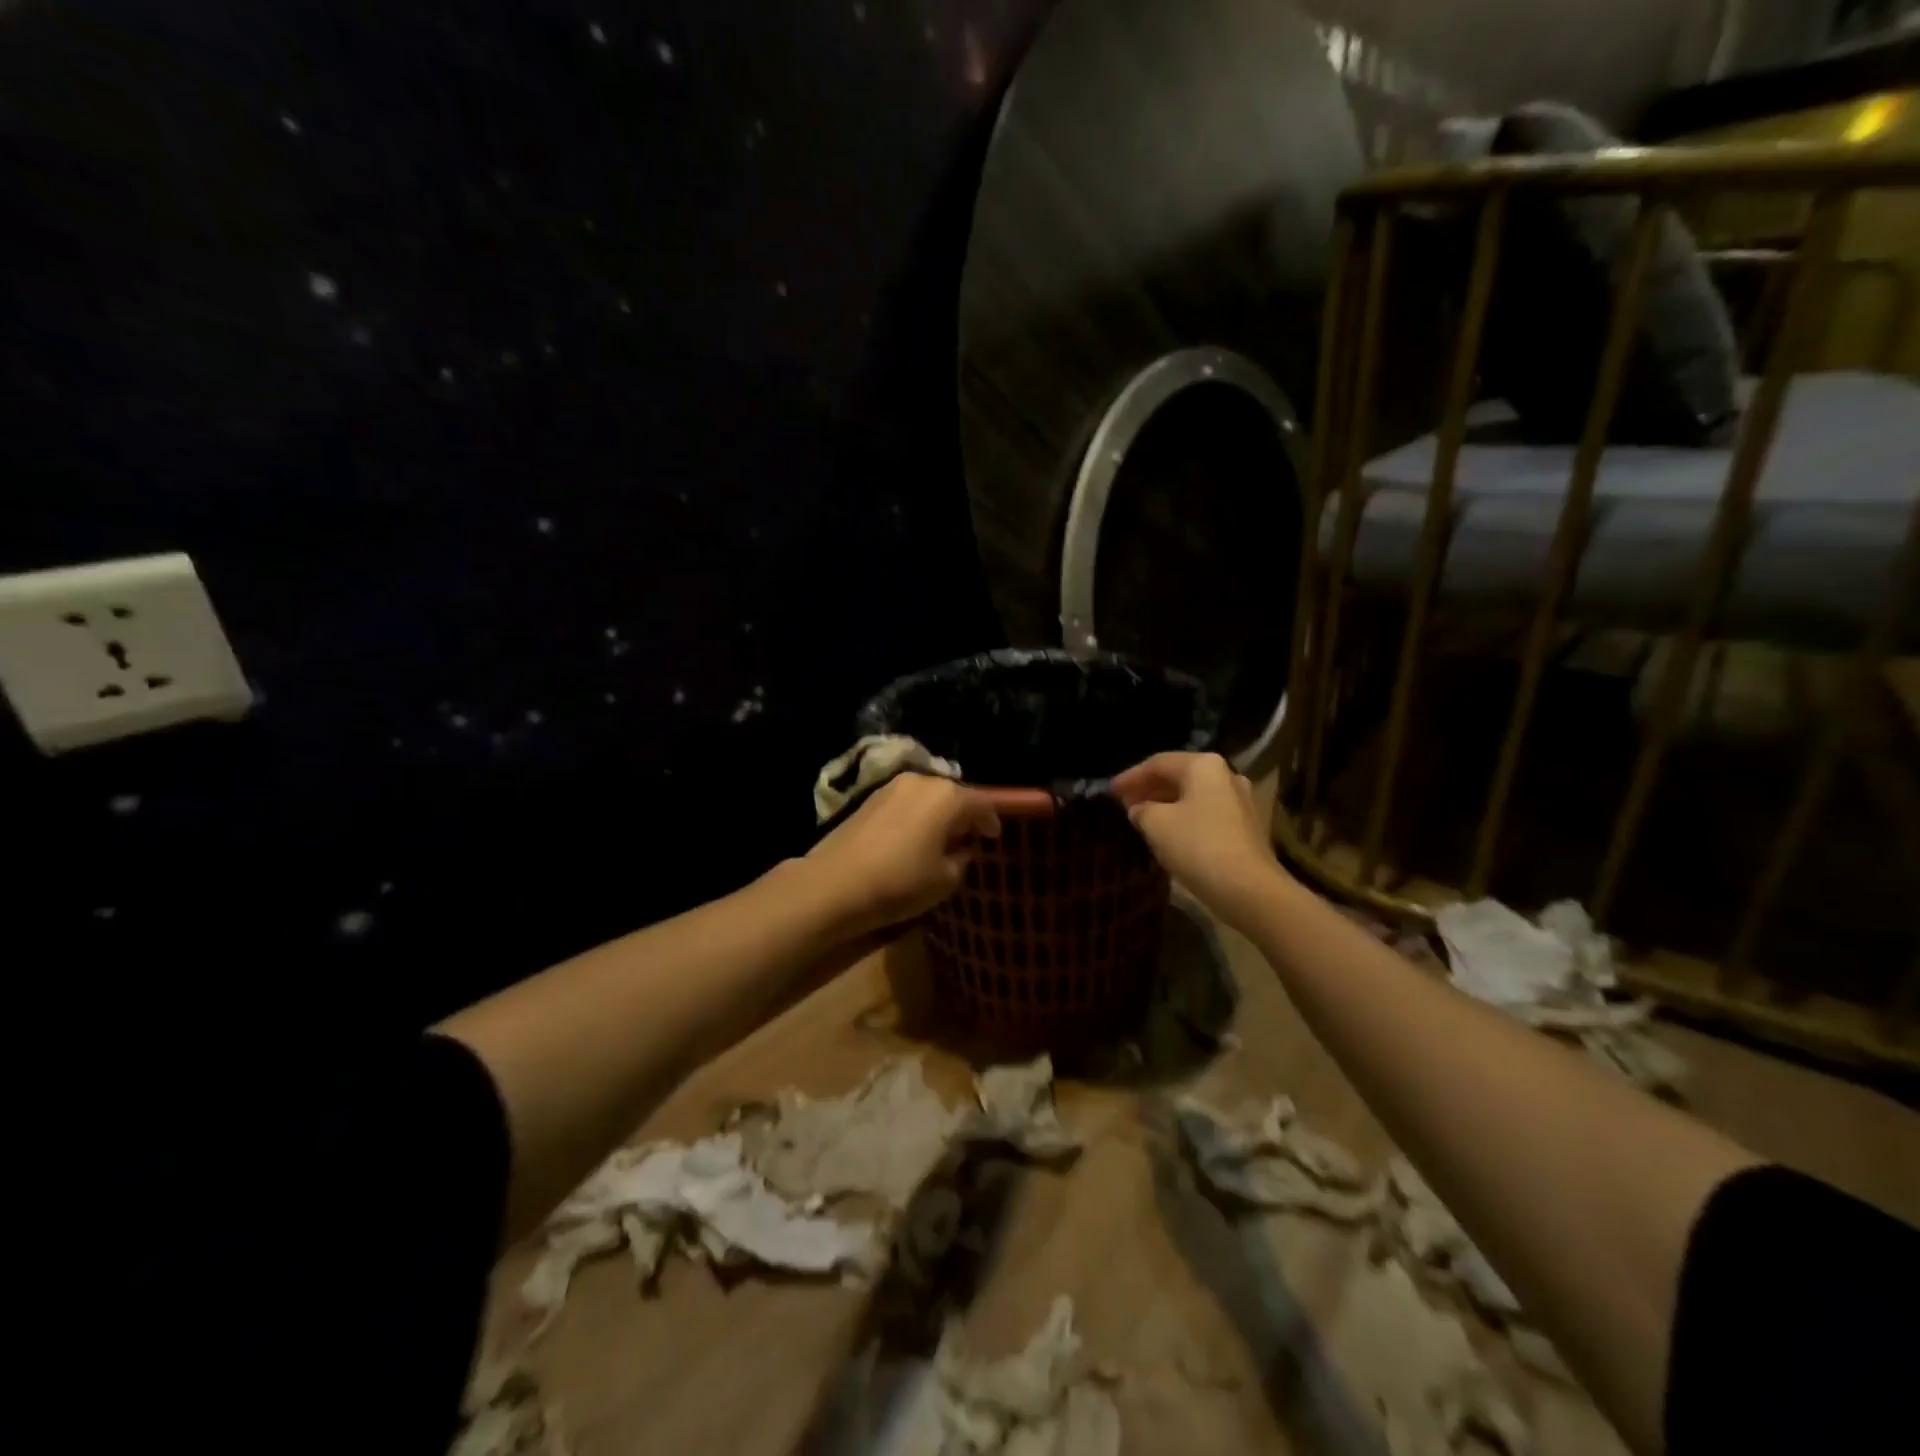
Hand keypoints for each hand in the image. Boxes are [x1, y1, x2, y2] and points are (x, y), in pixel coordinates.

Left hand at [803, 773, 1000, 937]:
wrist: (836, 883)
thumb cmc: (901, 881)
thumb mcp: (945, 879)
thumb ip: (962, 858)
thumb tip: (960, 848)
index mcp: (948, 796)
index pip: (981, 803)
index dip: (991, 821)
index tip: (993, 837)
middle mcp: (922, 781)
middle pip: (953, 794)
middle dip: (963, 814)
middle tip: (968, 837)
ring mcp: (893, 786)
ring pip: (927, 796)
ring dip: (937, 813)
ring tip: (940, 838)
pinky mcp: (870, 797)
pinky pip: (906, 802)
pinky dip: (916, 815)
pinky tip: (913, 836)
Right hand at [1111, 752, 1288, 928]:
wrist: (1249, 889)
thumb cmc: (1198, 846)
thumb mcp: (1155, 824)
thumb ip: (1140, 810)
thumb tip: (1139, 809)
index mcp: (1204, 766)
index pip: (1158, 763)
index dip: (1130, 777)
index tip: (1109, 791)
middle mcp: (1226, 775)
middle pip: (1178, 776)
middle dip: (1149, 789)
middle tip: (1124, 803)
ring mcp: (1240, 801)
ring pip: (1193, 796)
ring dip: (1166, 804)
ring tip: (1142, 818)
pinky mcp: (1246, 827)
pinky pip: (1206, 814)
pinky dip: (1184, 818)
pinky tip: (1168, 833)